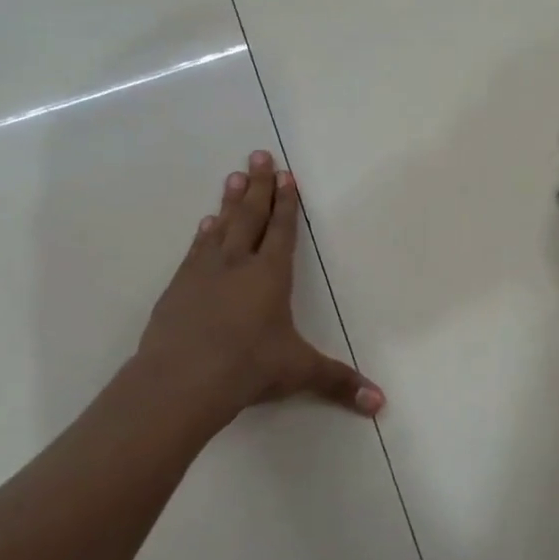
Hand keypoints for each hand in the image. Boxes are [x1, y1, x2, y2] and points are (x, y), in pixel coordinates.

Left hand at [136, 150, 384, 429]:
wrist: (180, 380)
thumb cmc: (247, 368)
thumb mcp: (298, 372)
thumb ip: (338, 382)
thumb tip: (380, 404)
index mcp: (270, 276)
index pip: (282, 231)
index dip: (286, 203)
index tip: (286, 175)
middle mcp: (237, 264)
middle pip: (251, 217)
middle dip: (258, 186)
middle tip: (258, 155)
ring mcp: (204, 273)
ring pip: (221, 227)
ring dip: (230, 202)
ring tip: (233, 177)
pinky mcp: (178, 287)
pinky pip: (196, 250)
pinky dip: (204, 234)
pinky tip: (205, 225)